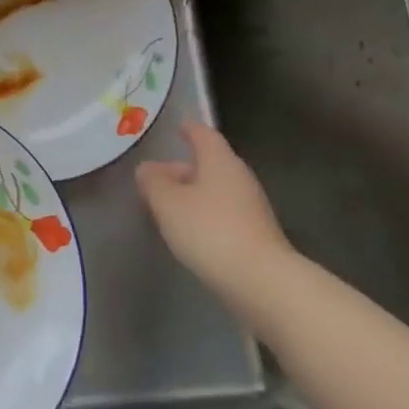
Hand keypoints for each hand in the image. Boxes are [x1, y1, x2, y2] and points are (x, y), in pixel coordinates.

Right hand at [136, 120, 293, 307]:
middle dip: (183, 167)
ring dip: (193, 193)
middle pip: (209, 163)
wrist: (261, 282)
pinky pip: (223, 213)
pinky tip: (189, 230)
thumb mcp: (168, 203)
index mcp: (220, 161)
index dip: (189, 129)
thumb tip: (147, 168)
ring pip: (216, 190)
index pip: (204, 135)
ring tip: (167, 206)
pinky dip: (204, 214)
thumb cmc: (209, 231)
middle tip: (156, 176)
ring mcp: (251, 207)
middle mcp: (239, 178)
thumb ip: (153, 182)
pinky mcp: (255, 235)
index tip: (177, 126)